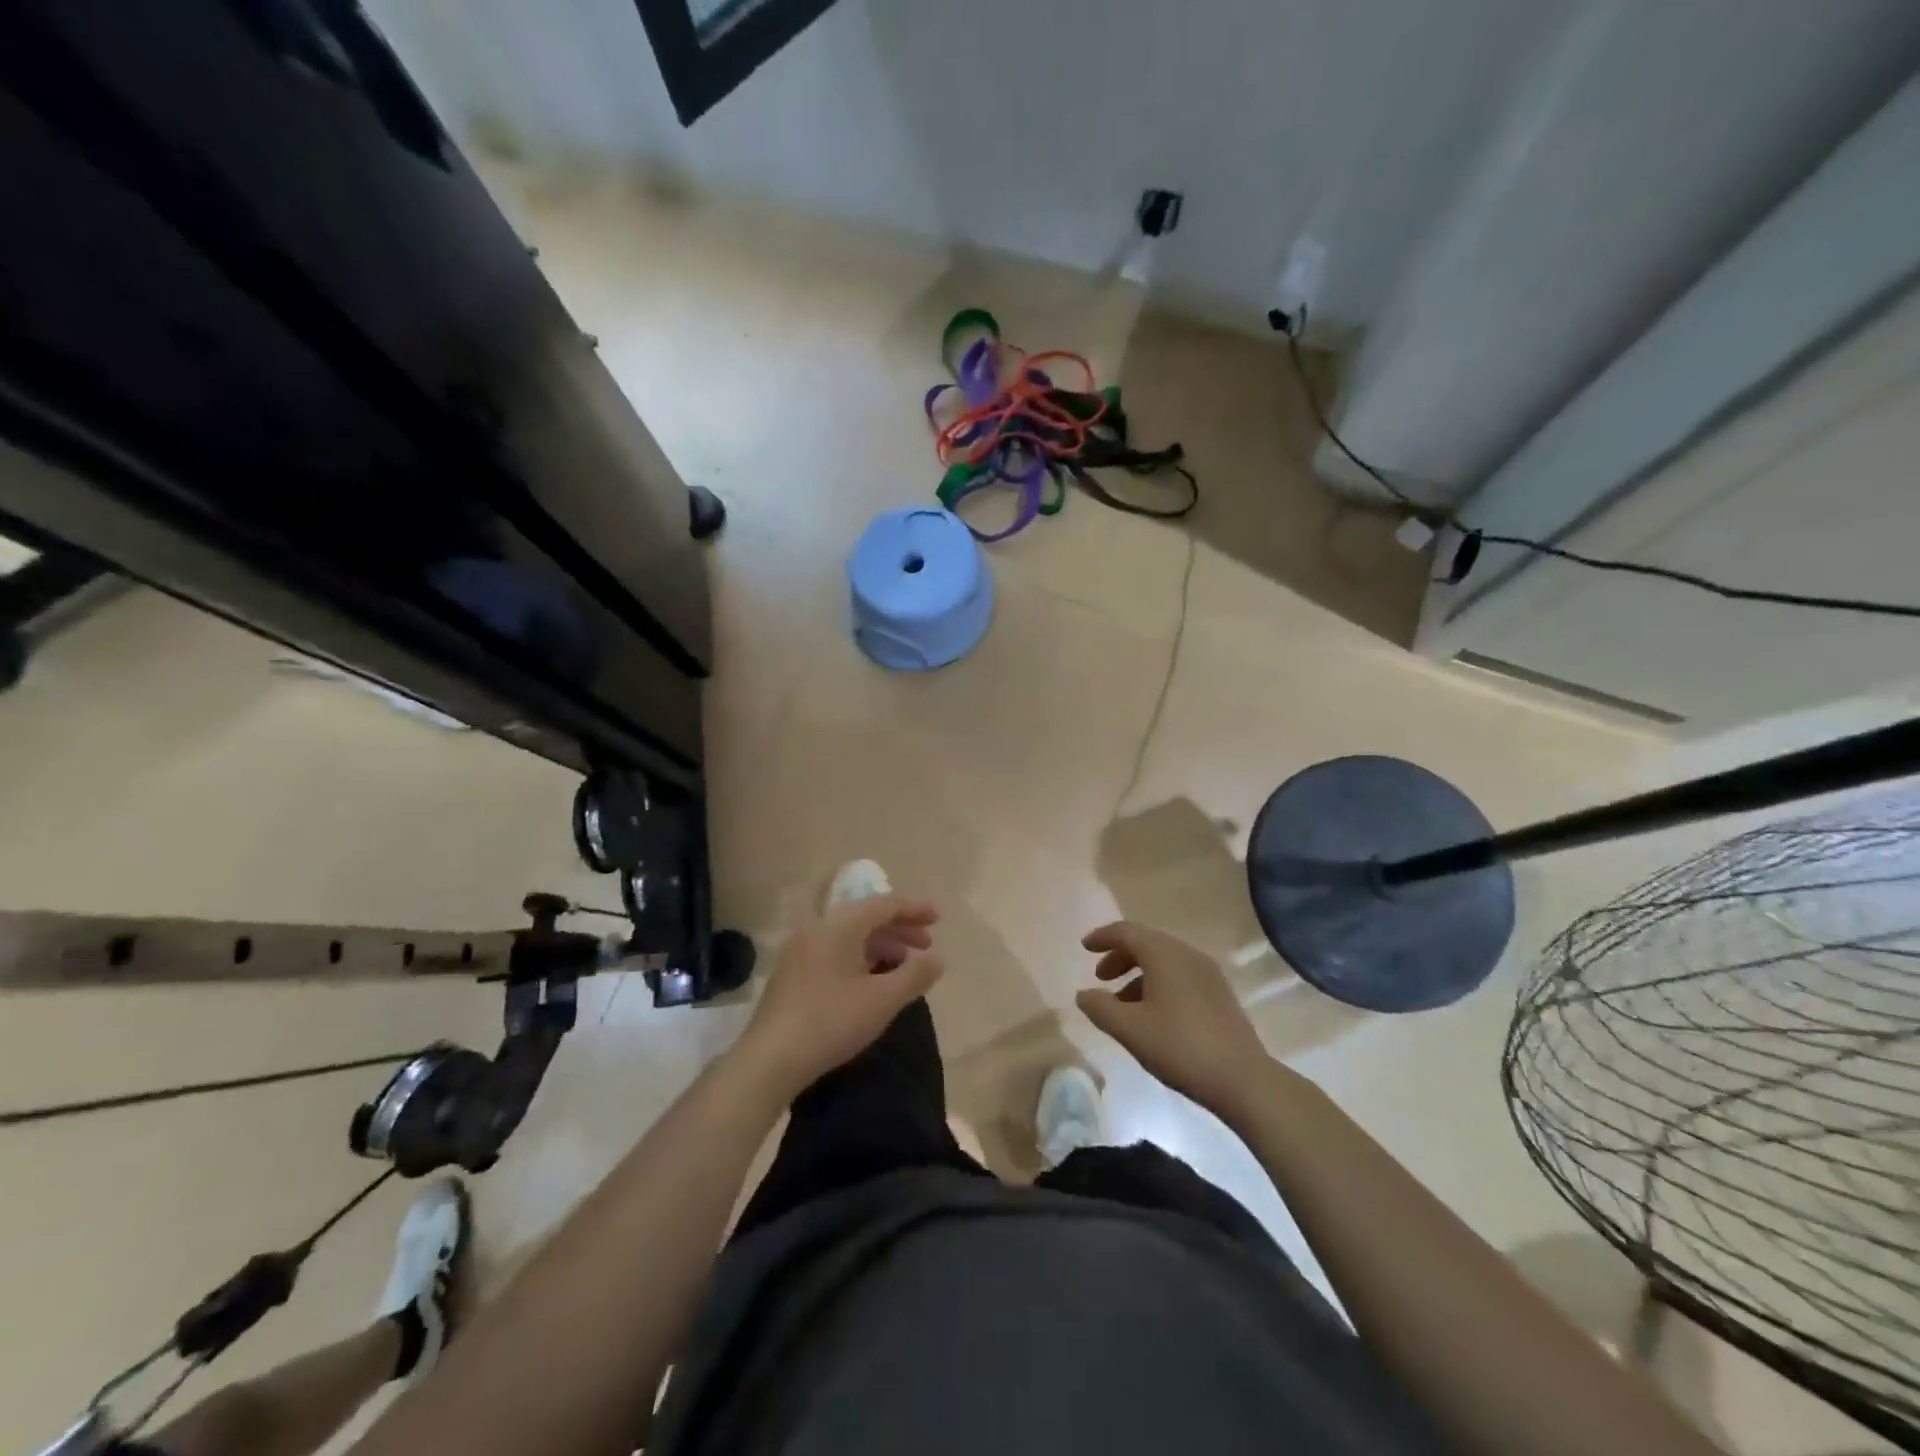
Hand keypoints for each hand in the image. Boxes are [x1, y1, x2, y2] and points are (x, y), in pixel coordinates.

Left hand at [734, 894, 943, 1098]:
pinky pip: (835, 951)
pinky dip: (860, 958)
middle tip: (927, 944)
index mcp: (840, 925)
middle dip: (899, 928)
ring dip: (881, 945)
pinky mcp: (792, 973)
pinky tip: (872, 980)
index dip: (913, 909)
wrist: (769, 1059)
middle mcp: (818, 928)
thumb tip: (937, 959)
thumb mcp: (882, 1000)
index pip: (884, 904)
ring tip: (904, 965)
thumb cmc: (831, 1022)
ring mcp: (800, 950)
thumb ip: (915, 975)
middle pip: (866, 917)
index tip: (938, 917)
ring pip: (849, 936)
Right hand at [1075, 922, 1272, 1120]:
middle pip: (1146, 943)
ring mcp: (1208, 973)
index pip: (1126, 932)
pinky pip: (1180, 976)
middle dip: (1120, 957)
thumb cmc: (1180, 1047)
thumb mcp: (1130, 1029)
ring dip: (1138, 974)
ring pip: (1164, 961)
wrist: (1243, 1079)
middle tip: (1101, 978)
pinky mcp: (1220, 994)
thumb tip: (1083, 994)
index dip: (1102, 937)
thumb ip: (1100, 1008)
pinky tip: (1152, 1015)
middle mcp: (1187, 954)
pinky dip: (1158, 984)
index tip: (1084, 947)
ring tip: (1122, 1004)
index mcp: (1164, 954)